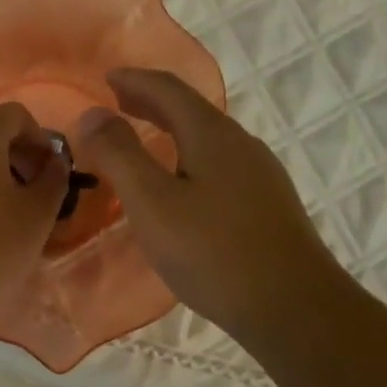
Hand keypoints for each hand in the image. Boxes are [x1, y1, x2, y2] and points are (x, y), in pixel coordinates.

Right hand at [73, 68, 341, 350]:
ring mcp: (260, 174)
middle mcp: (241, 144)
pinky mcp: (267, 204)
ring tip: (144, 139)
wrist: (295, 308)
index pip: (168, 89)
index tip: (105, 78)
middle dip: (151, 101)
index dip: (134, 80)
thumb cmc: (214, 253)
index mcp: (212, 134)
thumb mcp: (152, 203)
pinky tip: (182, 184)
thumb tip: (91, 113)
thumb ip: (119, 154)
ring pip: (207, 137)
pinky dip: (188, 155)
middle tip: (118, 102)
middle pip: (191, 109)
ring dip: (171, 129)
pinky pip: (219, 162)